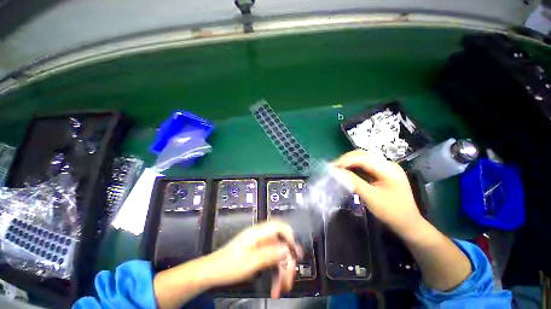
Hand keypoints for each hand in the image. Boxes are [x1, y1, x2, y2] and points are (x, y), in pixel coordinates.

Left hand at [207, 221, 302, 298]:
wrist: (212, 272)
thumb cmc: (228, 265)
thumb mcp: (250, 262)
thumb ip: (269, 254)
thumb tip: (286, 250)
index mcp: (258, 233)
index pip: (279, 227)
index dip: (290, 237)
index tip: (295, 252)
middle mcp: (261, 237)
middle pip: (280, 244)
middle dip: (286, 261)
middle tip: (290, 278)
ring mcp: (260, 245)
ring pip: (277, 255)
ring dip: (281, 271)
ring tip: (282, 288)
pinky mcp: (258, 253)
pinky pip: (271, 261)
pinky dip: (275, 273)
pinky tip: (275, 286)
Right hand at [332, 149, 421, 234]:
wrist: (407, 224)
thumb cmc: (391, 212)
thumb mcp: (371, 197)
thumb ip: (353, 182)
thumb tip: (335, 172)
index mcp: (388, 168)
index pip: (363, 158)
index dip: (345, 161)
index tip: (331, 167)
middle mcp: (387, 164)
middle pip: (363, 155)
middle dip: (346, 160)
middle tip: (333, 168)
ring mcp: (385, 168)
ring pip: (362, 159)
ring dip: (348, 163)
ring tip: (336, 169)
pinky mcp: (381, 173)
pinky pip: (364, 166)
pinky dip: (353, 168)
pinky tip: (346, 171)